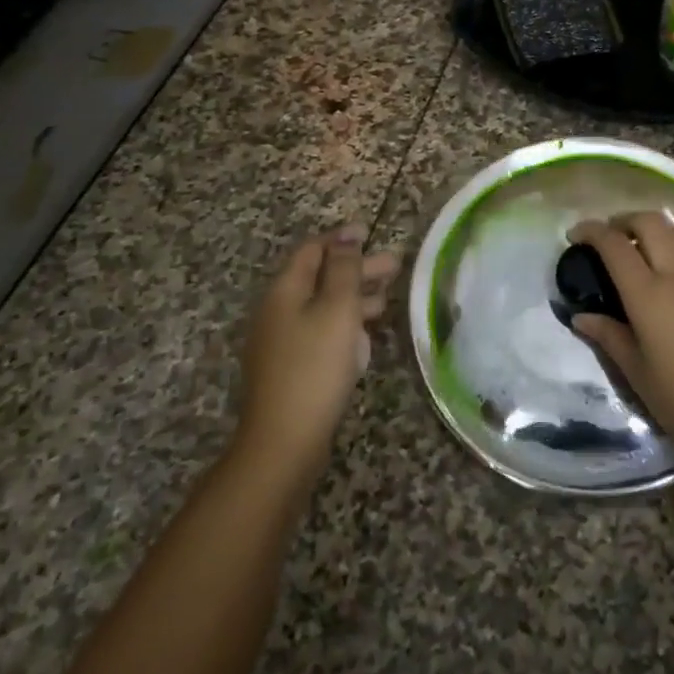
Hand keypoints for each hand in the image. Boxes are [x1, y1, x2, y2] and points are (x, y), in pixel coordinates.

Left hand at [232, 227, 398, 477]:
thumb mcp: (337, 309)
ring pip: (322, 306)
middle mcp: (278, 310)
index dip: (342, 238)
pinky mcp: (291, 366)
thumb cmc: (315, 366)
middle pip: (320, 277)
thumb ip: (345, 270)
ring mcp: (282, 341)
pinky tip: (365, 336)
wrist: (285, 441)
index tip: (371, 232)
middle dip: (357, 268)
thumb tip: (347, 236)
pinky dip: (345, 324)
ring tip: (387, 299)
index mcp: (285, 290)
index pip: (312, 250)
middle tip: (395, 265)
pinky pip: (320, 332)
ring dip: (355, 297)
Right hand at [568, 214, 673, 466]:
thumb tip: (581, 316)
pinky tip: (661, 268)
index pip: (615, 245)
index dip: (591, 231)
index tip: (573, 235)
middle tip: (604, 238)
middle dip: (623, 220)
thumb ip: (609, 337)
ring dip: (649, 227)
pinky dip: (669, 242)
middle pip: (650, 222)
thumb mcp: (637, 373)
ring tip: (632, 248)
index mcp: (649, 294)